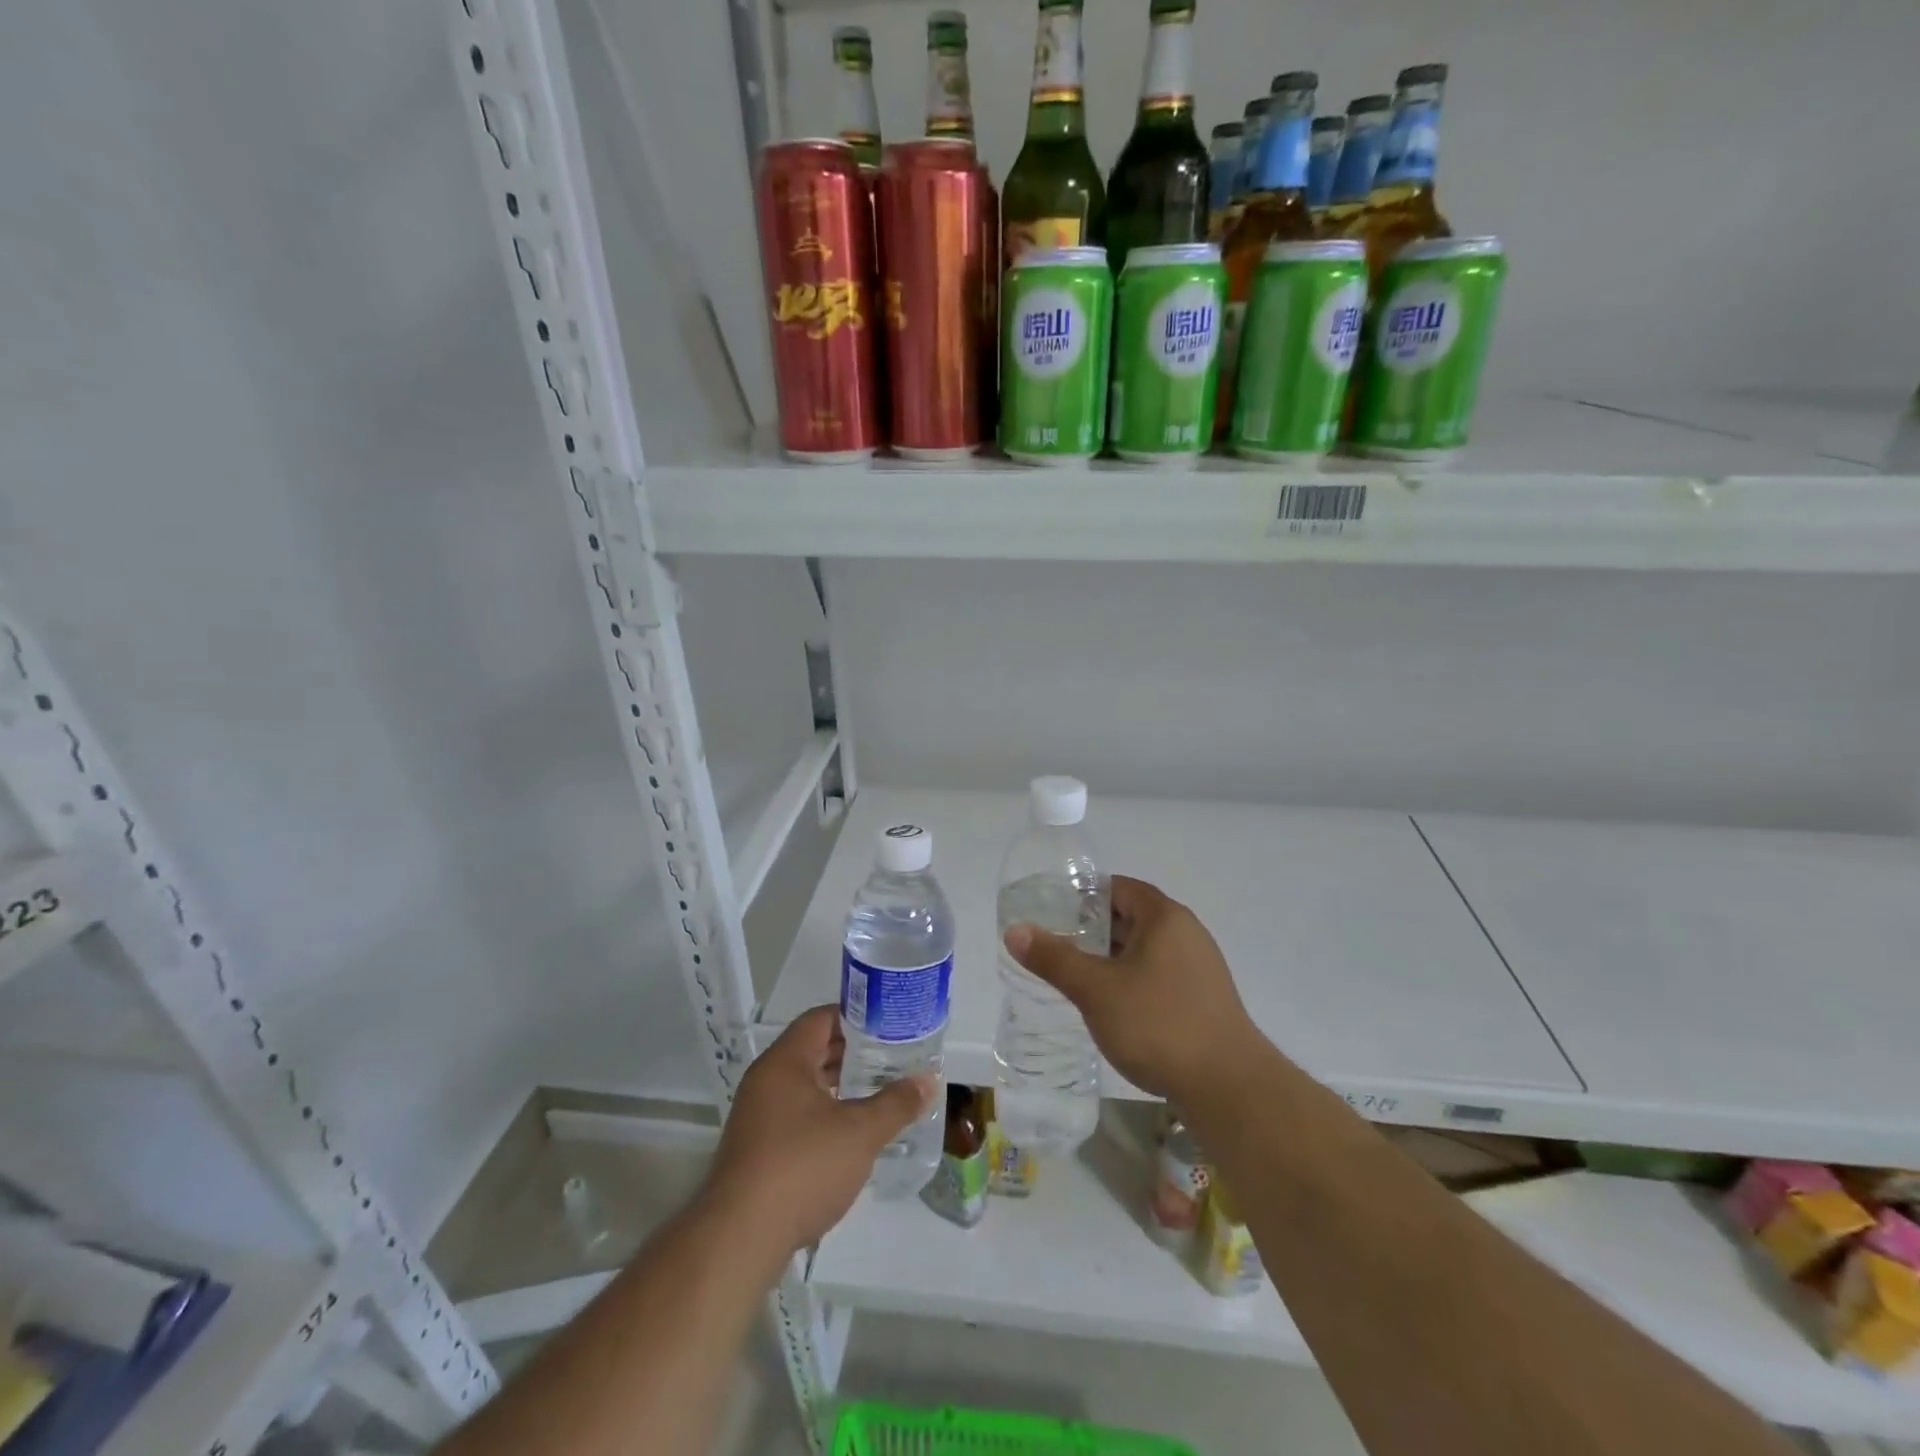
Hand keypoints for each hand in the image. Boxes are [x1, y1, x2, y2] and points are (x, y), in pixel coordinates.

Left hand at [704, 1006, 933, 1257]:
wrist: (739, 1240)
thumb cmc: (802, 1168)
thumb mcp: (860, 1133)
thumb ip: (896, 1103)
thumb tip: (928, 1080)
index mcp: (785, 1062)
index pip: (821, 1019)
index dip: (856, 1016)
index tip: (889, 1022)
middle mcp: (766, 1080)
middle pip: (813, 1050)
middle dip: (853, 1052)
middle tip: (893, 1055)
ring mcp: (758, 1116)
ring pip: (805, 1085)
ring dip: (840, 1085)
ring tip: (880, 1090)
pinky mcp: (757, 1150)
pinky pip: (797, 1114)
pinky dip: (825, 1113)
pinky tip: (852, 1132)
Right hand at [1003, 875, 1264, 1103]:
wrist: (1228, 1088)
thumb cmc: (1158, 1024)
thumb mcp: (1096, 990)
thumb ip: (1054, 958)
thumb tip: (1015, 930)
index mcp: (1165, 917)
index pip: (1119, 888)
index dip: (1084, 895)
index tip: (1052, 912)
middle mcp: (1186, 934)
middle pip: (1132, 917)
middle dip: (1093, 930)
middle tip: (1055, 945)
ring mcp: (1199, 968)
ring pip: (1145, 950)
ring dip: (1111, 959)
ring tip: (1075, 976)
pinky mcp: (1203, 1000)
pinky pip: (1159, 976)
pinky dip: (1131, 981)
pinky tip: (1111, 1007)